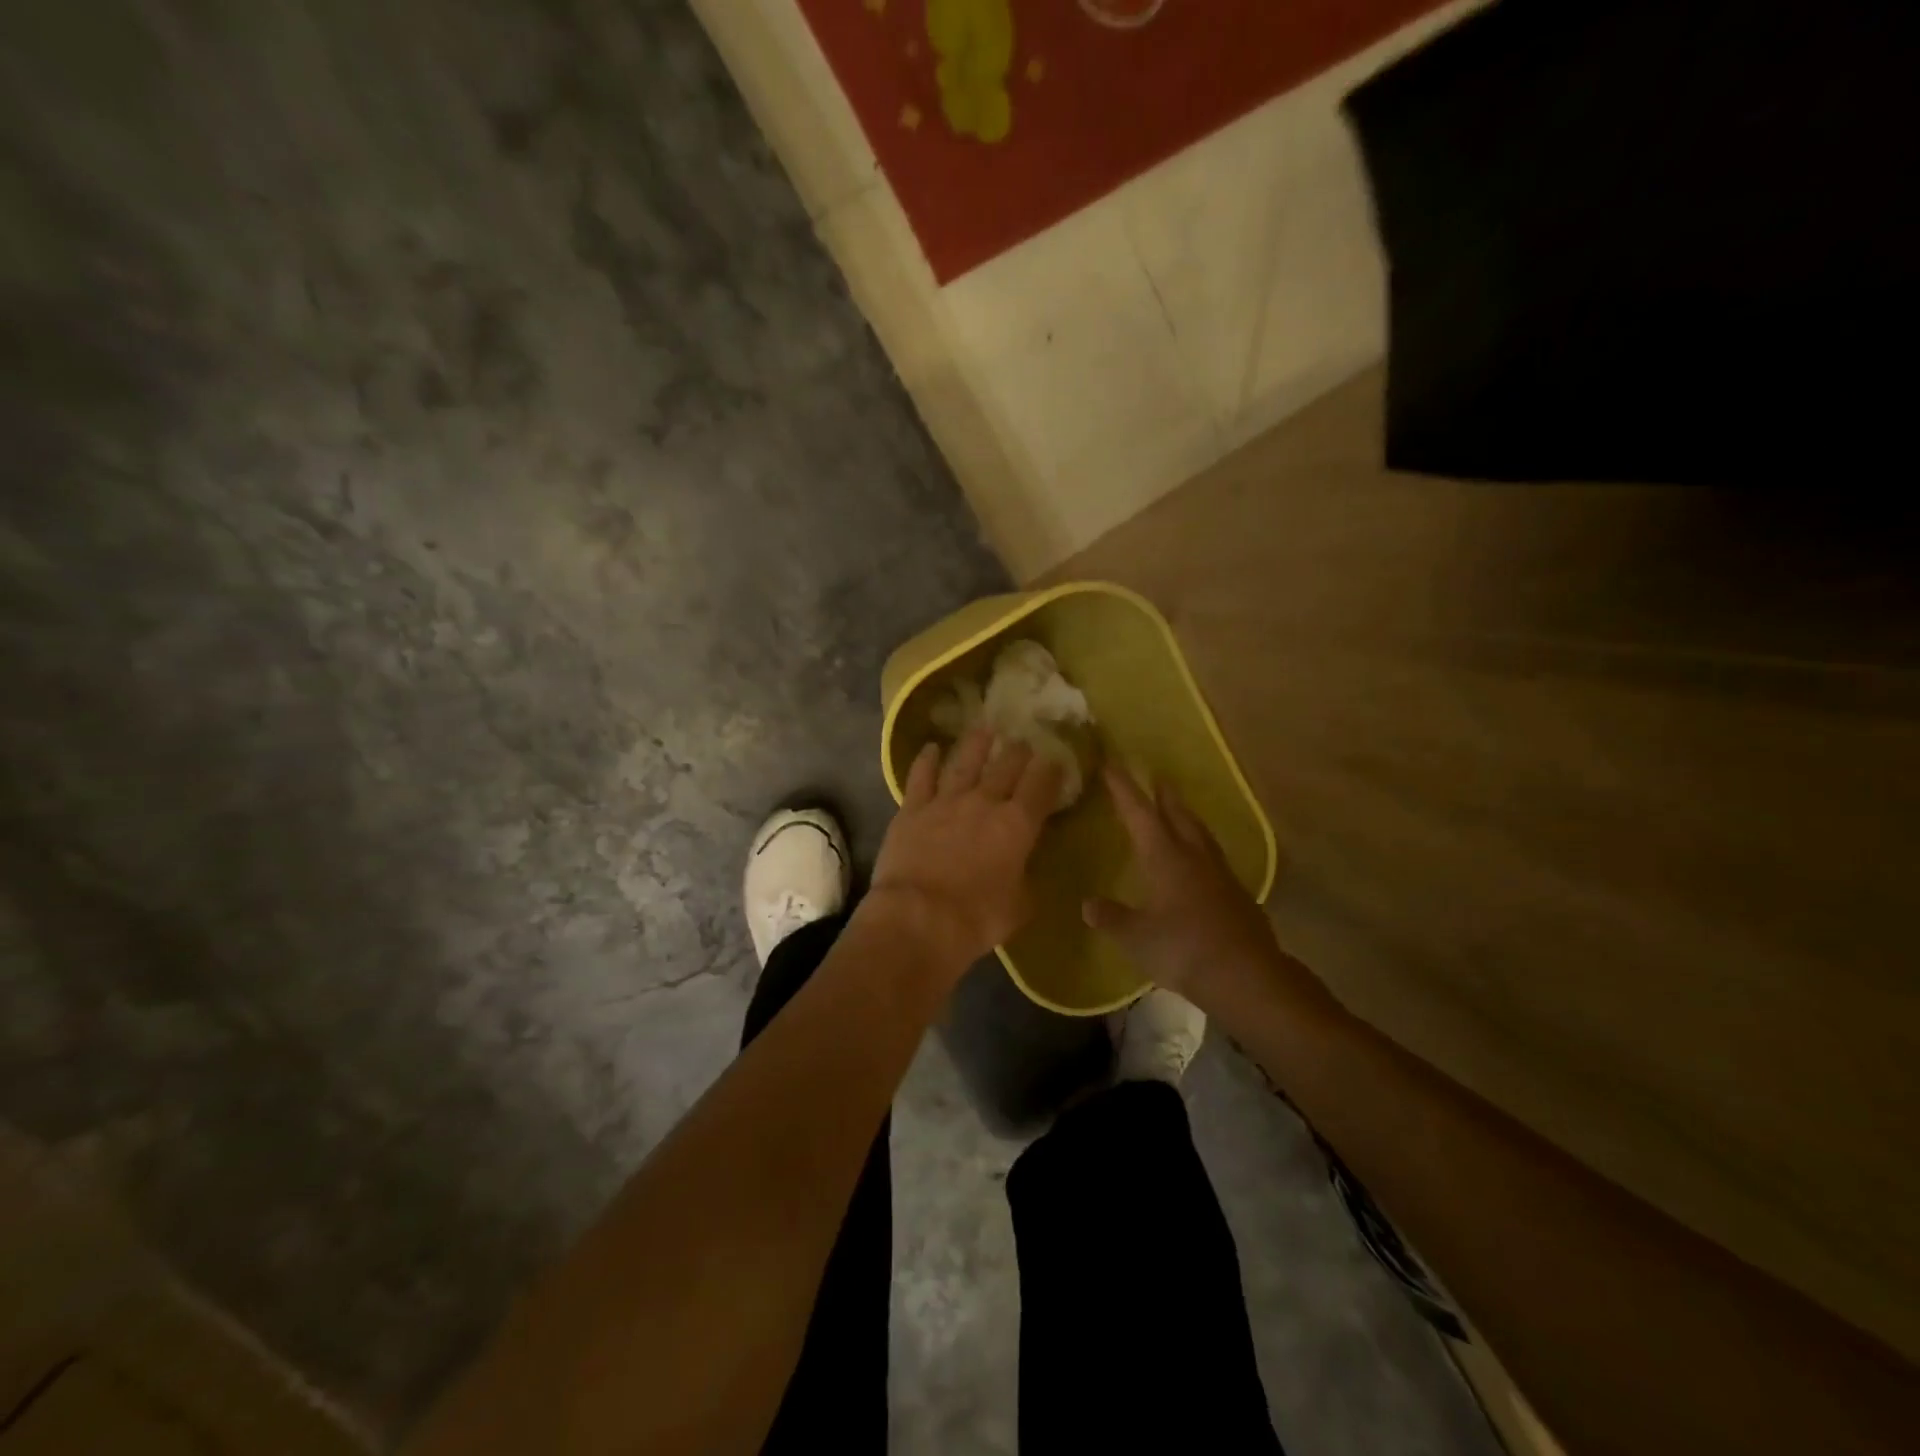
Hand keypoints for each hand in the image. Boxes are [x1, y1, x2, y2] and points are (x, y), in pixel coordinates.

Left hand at [868, 725, 1064, 969]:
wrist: (919, 917)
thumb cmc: (977, 918)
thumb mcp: (1019, 907)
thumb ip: (1025, 882)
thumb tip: (1025, 872)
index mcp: (1017, 825)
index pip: (1041, 787)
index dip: (1050, 770)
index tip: (1055, 760)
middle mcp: (984, 802)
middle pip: (1006, 766)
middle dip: (1018, 752)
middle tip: (1023, 741)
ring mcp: (946, 801)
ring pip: (965, 762)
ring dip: (977, 744)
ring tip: (985, 728)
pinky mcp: (912, 809)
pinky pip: (921, 777)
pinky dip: (927, 760)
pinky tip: (931, 748)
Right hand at [1084, 764, 1336, 1023]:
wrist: (1246, 976)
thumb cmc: (1184, 949)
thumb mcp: (1136, 937)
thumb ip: (1112, 917)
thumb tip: (1087, 904)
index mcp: (1165, 857)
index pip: (1140, 813)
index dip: (1124, 788)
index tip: (1113, 764)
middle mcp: (1194, 856)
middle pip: (1178, 815)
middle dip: (1164, 796)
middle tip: (1157, 777)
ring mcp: (1220, 874)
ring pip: (1200, 834)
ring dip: (1186, 817)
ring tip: (1178, 809)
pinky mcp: (1236, 894)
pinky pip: (1213, 857)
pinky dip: (1200, 847)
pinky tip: (1199, 861)